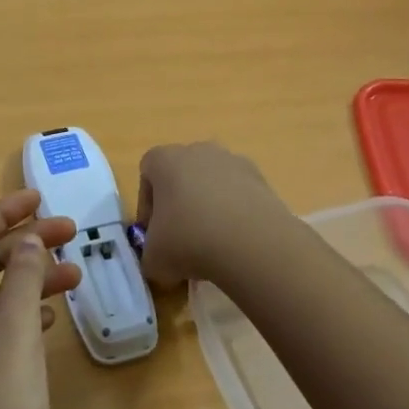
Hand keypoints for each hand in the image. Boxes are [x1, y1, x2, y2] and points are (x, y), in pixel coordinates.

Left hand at [0, 190, 81, 408]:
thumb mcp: (15, 331)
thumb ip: (23, 277)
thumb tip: (28, 237)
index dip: (1, 213)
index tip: (39, 197)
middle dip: (24, 242)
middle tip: (69, 230)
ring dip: (32, 276)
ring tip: (75, 271)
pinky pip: (4, 323)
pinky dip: (29, 308)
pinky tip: (55, 313)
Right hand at [135, 143, 293, 287]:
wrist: (250, 242)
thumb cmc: (188, 240)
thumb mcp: (153, 259)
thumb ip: (150, 253)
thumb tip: (160, 257)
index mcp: (165, 159)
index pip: (147, 171)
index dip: (147, 203)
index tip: (153, 232)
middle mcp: (198, 150)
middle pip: (182, 173)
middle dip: (180, 202)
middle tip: (182, 238)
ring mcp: (233, 161)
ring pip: (213, 183)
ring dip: (210, 207)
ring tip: (214, 244)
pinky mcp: (261, 178)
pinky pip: (239, 194)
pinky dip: (236, 213)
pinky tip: (238, 241)